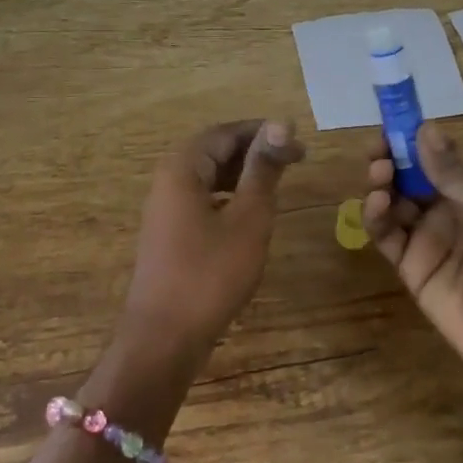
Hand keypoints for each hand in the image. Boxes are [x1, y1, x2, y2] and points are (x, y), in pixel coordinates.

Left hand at [122, 119, 305, 362]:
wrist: (163, 338)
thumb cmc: (210, 274)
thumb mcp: (247, 218)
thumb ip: (263, 170)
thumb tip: (281, 124)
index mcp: (182, 168)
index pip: (225, 133)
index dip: (263, 133)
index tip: (299, 146)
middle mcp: (167, 180)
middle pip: (214, 151)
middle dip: (254, 153)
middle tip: (295, 163)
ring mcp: (165, 209)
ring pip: (208, 176)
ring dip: (243, 176)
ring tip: (277, 186)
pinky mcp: (169, 234)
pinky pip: (201, 200)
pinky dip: (228, 198)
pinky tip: (250, 215)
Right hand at [363, 123, 462, 388]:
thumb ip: (460, 175)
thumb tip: (425, 129)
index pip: (437, 155)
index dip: (415, 137)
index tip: (395, 121)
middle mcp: (447, 209)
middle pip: (409, 174)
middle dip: (391, 156)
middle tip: (380, 149)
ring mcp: (427, 238)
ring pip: (392, 200)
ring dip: (381, 181)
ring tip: (379, 173)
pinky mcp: (410, 267)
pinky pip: (386, 235)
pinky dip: (374, 216)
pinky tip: (376, 203)